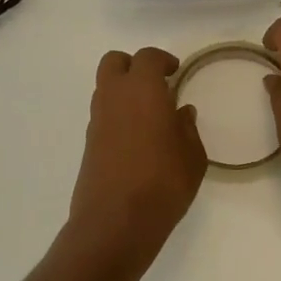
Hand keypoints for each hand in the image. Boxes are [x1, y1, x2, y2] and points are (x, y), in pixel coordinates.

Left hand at [69, 47, 207, 259]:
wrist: (115, 223)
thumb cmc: (162, 183)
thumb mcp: (192, 157)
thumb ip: (187, 129)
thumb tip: (181, 113)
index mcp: (142, 89)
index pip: (147, 57)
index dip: (162, 60)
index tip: (175, 71)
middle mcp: (114, 96)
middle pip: (114, 62)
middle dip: (134, 66)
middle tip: (156, 84)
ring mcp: (97, 119)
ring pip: (105, 87)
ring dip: (124, 90)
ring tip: (149, 114)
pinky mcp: (88, 142)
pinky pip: (103, 113)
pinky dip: (117, 113)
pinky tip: (136, 138)